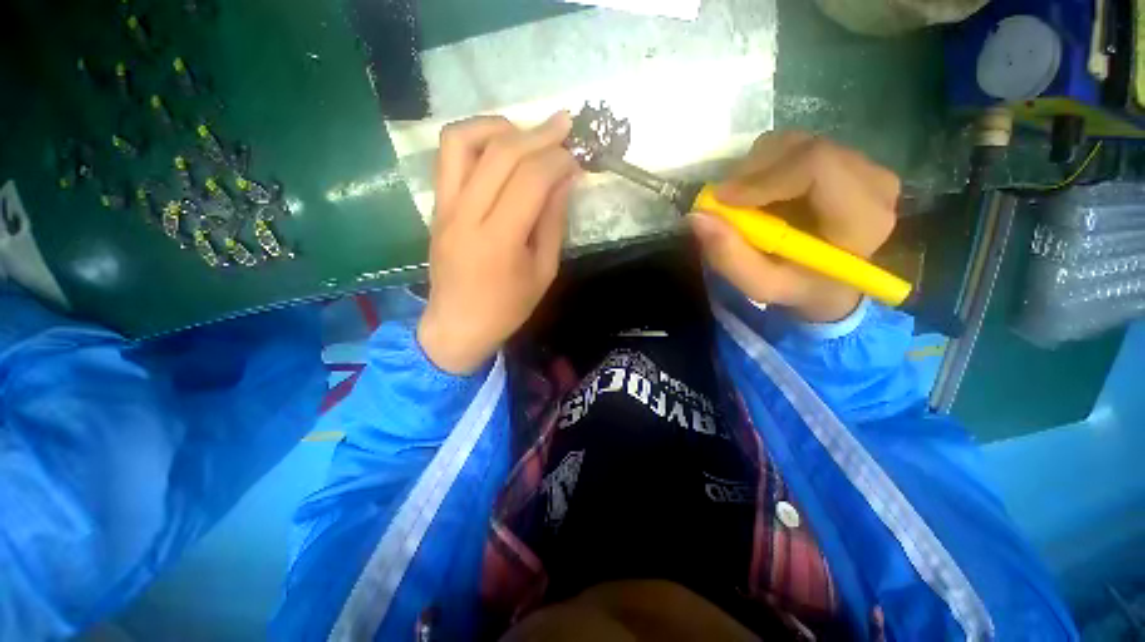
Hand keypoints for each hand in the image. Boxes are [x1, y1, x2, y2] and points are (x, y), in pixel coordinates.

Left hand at [417, 113, 579, 374]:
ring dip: (499, 127)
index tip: (576, 159)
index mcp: (499, 241)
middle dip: (538, 134)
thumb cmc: (507, 308)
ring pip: (462, 141)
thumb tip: (565, 179)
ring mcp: (444, 207)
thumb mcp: (543, 271)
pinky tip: (499, 149)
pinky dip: (476, 140)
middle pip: (501, 153)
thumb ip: (553, 222)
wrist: (458, 325)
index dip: (558, 160)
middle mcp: (466, 215)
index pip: (531, 179)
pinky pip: (449, 157)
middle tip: (564, 127)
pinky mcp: (436, 206)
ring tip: (526, 134)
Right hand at [689, 132, 899, 321]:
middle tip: (723, 201)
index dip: (763, 177)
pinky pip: (795, 146)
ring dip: (755, 169)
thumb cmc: (798, 286)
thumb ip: (730, 257)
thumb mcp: (761, 285)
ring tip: (742, 202)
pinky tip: (760, 193)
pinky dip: (764, 165)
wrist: (831, 281)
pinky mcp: (844, 158)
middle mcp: (873, 181)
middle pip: (804, 149)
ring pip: (796, 143)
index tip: (722, 199)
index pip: (817, 166)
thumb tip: (698, 216)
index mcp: (863, 218)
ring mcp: (862, 164)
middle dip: (752, 172)